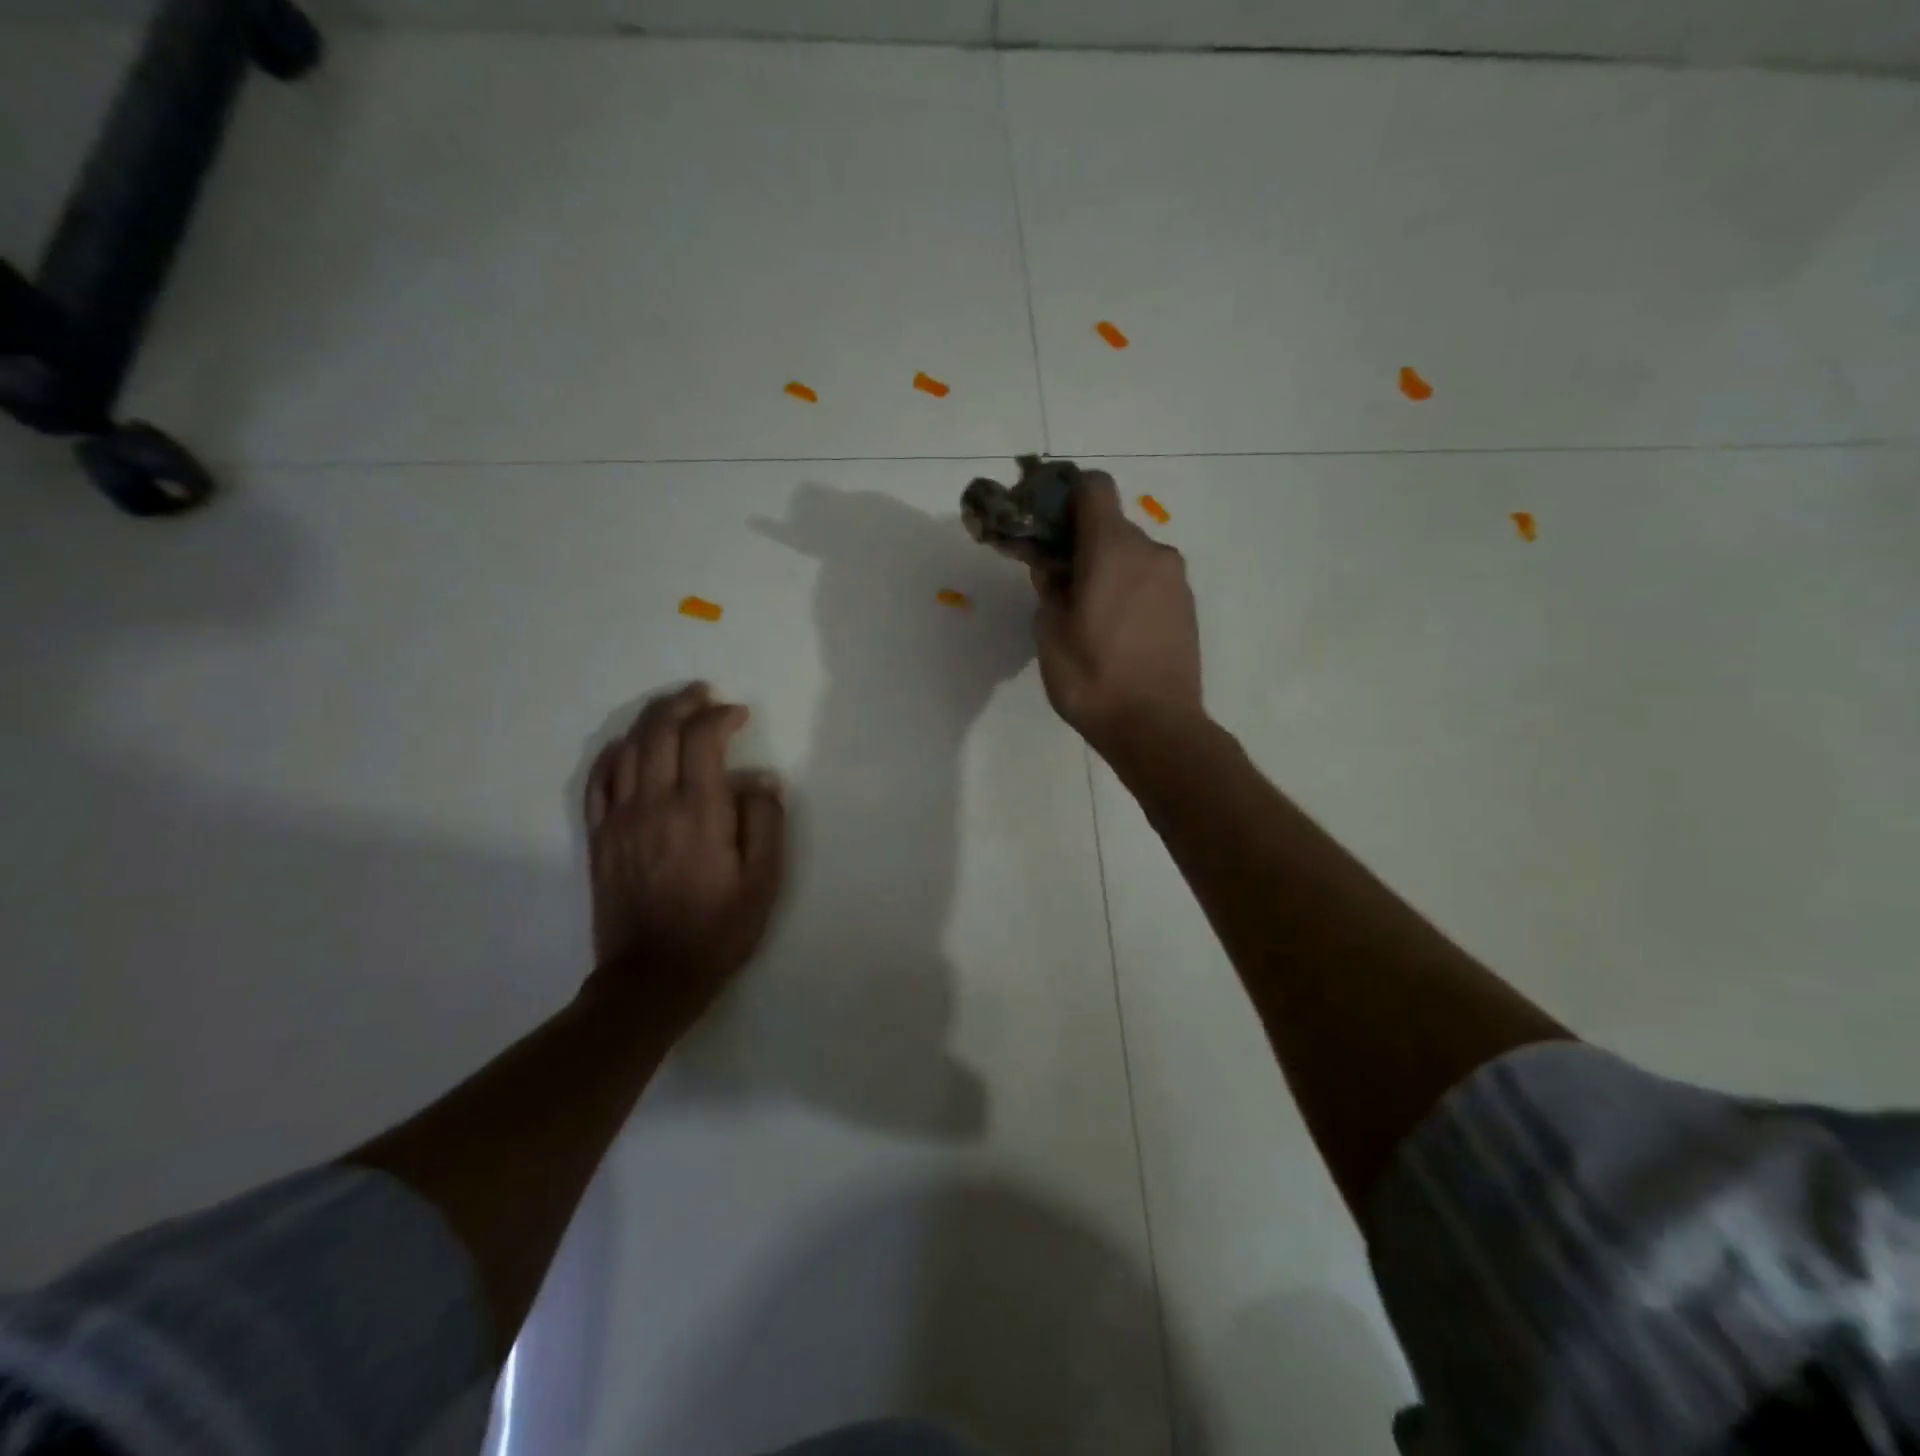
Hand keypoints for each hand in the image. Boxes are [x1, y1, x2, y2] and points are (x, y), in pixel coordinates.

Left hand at [582, 683, 786, 1031]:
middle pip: (659, 732)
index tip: (739, 715)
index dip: (721, 717)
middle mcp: (653, 804)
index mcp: (698, 812)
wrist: (653, 977)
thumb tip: (761, 779)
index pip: (702, 739)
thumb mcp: (764, 881)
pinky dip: (613, 752)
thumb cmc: (719, 929)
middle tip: (705, 695)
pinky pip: (598, 780)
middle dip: (683, 704)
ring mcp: (619, 819)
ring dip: (651, 719)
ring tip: (673, 708)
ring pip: (628, 748)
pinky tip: (628, 746)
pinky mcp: (600, 837)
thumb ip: (766, 822)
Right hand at [1033, 473, 1203, 752]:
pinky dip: (1130, 589)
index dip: (1066, 495)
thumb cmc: (1093, 678)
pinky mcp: (1187, 606)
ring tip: (1088, 614)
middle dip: (1082, 543)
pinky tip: (1116, 630)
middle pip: (1111, 525)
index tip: (1046, 523)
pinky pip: (1150, 580)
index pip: (1094, 487)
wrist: (1156, 727)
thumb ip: (1048, 588)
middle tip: (1059, 582)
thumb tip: (1052, 567)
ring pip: (1132, 555)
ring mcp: (1175, 579)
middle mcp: (1151, 552)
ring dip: (1108, 569)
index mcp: (1113, 548)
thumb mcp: (1050, 633)